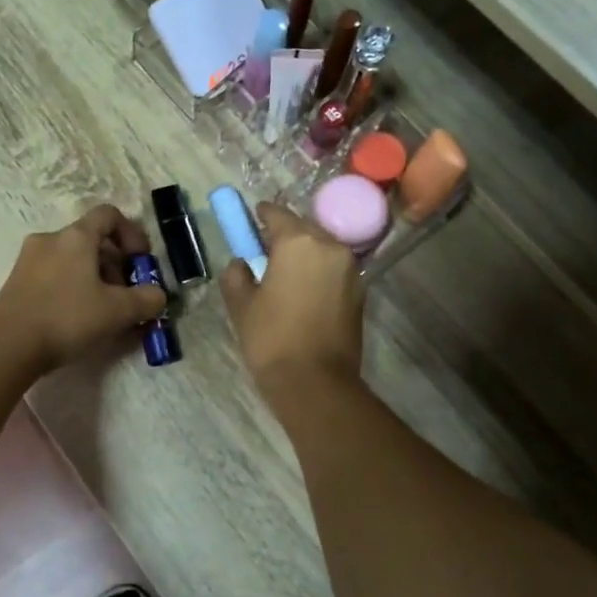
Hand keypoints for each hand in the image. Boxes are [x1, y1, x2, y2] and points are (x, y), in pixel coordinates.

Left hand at [0, 204, 167, 376]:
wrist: (7, 347)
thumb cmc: (67, 319)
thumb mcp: (118, 312)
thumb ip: (147, 299)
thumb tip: (158, 295)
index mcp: (75, 236)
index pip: (109, 215)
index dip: (132, 234)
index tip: (140, 262)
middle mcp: (49, 239)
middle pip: (91, 240)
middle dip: (115, 265)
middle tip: (125, 296)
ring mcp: (28, 260)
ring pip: (72, 259)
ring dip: (94, 278)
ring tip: (102, 312)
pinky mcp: (15, 282)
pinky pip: (53, 275)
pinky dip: (71, 287)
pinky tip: (76, 318)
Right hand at [219, 202, 364, 400]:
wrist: (315, 382)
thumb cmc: (271, 338)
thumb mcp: (241, 304)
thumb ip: (236, 274)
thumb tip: (241, 263)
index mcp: (298, 242)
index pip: (276, 213)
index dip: (260, 215)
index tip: (250, 220)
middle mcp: (330, 246)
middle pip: (303, 228)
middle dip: (283, 234)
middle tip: (263, 251)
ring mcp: (350, 268)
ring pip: (321, 248)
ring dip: (303, 253)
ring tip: (283, 273)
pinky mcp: (360, 291)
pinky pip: (333, 269)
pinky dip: (318, 271)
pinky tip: (302, 290)